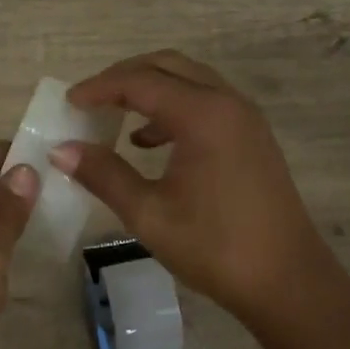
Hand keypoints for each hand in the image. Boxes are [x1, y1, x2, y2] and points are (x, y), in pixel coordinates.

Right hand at [52, 50, 337, 319]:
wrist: (288, 282)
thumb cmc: (215, 248)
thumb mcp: (149, 213)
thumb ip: (104, 175)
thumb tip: (61, 150)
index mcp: (203, 115)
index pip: (140, 81)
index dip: (100, 88)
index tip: (68, 102)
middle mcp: (227, 103)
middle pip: (167, 66)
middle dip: (125, 77)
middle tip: (91, 99)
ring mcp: (244, 118)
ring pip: (189, 81)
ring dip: (151, 90)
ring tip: (115, 115)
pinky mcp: (251, 137)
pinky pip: (205, 103)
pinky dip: (173, 109)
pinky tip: (149, 142)